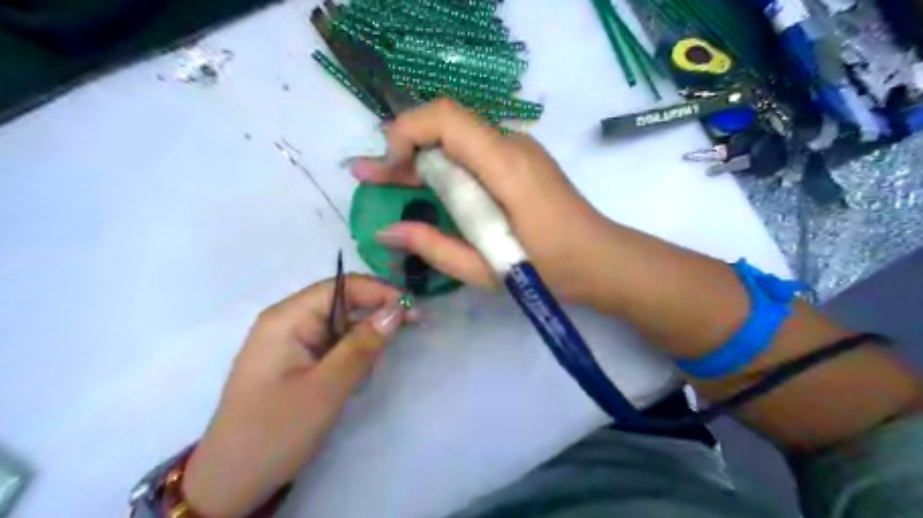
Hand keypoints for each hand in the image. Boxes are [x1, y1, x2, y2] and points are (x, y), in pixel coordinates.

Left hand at [179, 273, 409, 515]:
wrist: (231, 483)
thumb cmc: (276, 431)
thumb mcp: (326, 388)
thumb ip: (362, 346)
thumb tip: (397, 311)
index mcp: (287, 318)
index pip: (342, 286)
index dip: (380, 292)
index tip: (413, 311)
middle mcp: (289, 321)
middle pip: (343, 303)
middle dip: (375, 318)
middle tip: (406, 336)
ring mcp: (292, 342)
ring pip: (342, 326)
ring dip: (363, 342)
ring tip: (367, 372)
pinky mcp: (297, 361)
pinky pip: (334, 346)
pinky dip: (352, 357)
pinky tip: (354, 378)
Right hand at [349, 97, 611, 300]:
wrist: (602, 260)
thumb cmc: (550, 269)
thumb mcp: (487, 269)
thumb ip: (434, 247)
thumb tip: (386, 231)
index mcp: (506, 166)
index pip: (446, 117)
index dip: (407, 132)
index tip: (388, 169)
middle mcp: (512, 145)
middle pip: (447, 126)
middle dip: (403, 149)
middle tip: (368, 177)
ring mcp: (519, 150)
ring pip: (458, 139)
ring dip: (422, 159)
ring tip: (388, 182)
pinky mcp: (521, 161)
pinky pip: (474, 153)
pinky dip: (446, 167)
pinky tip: (427, 188)